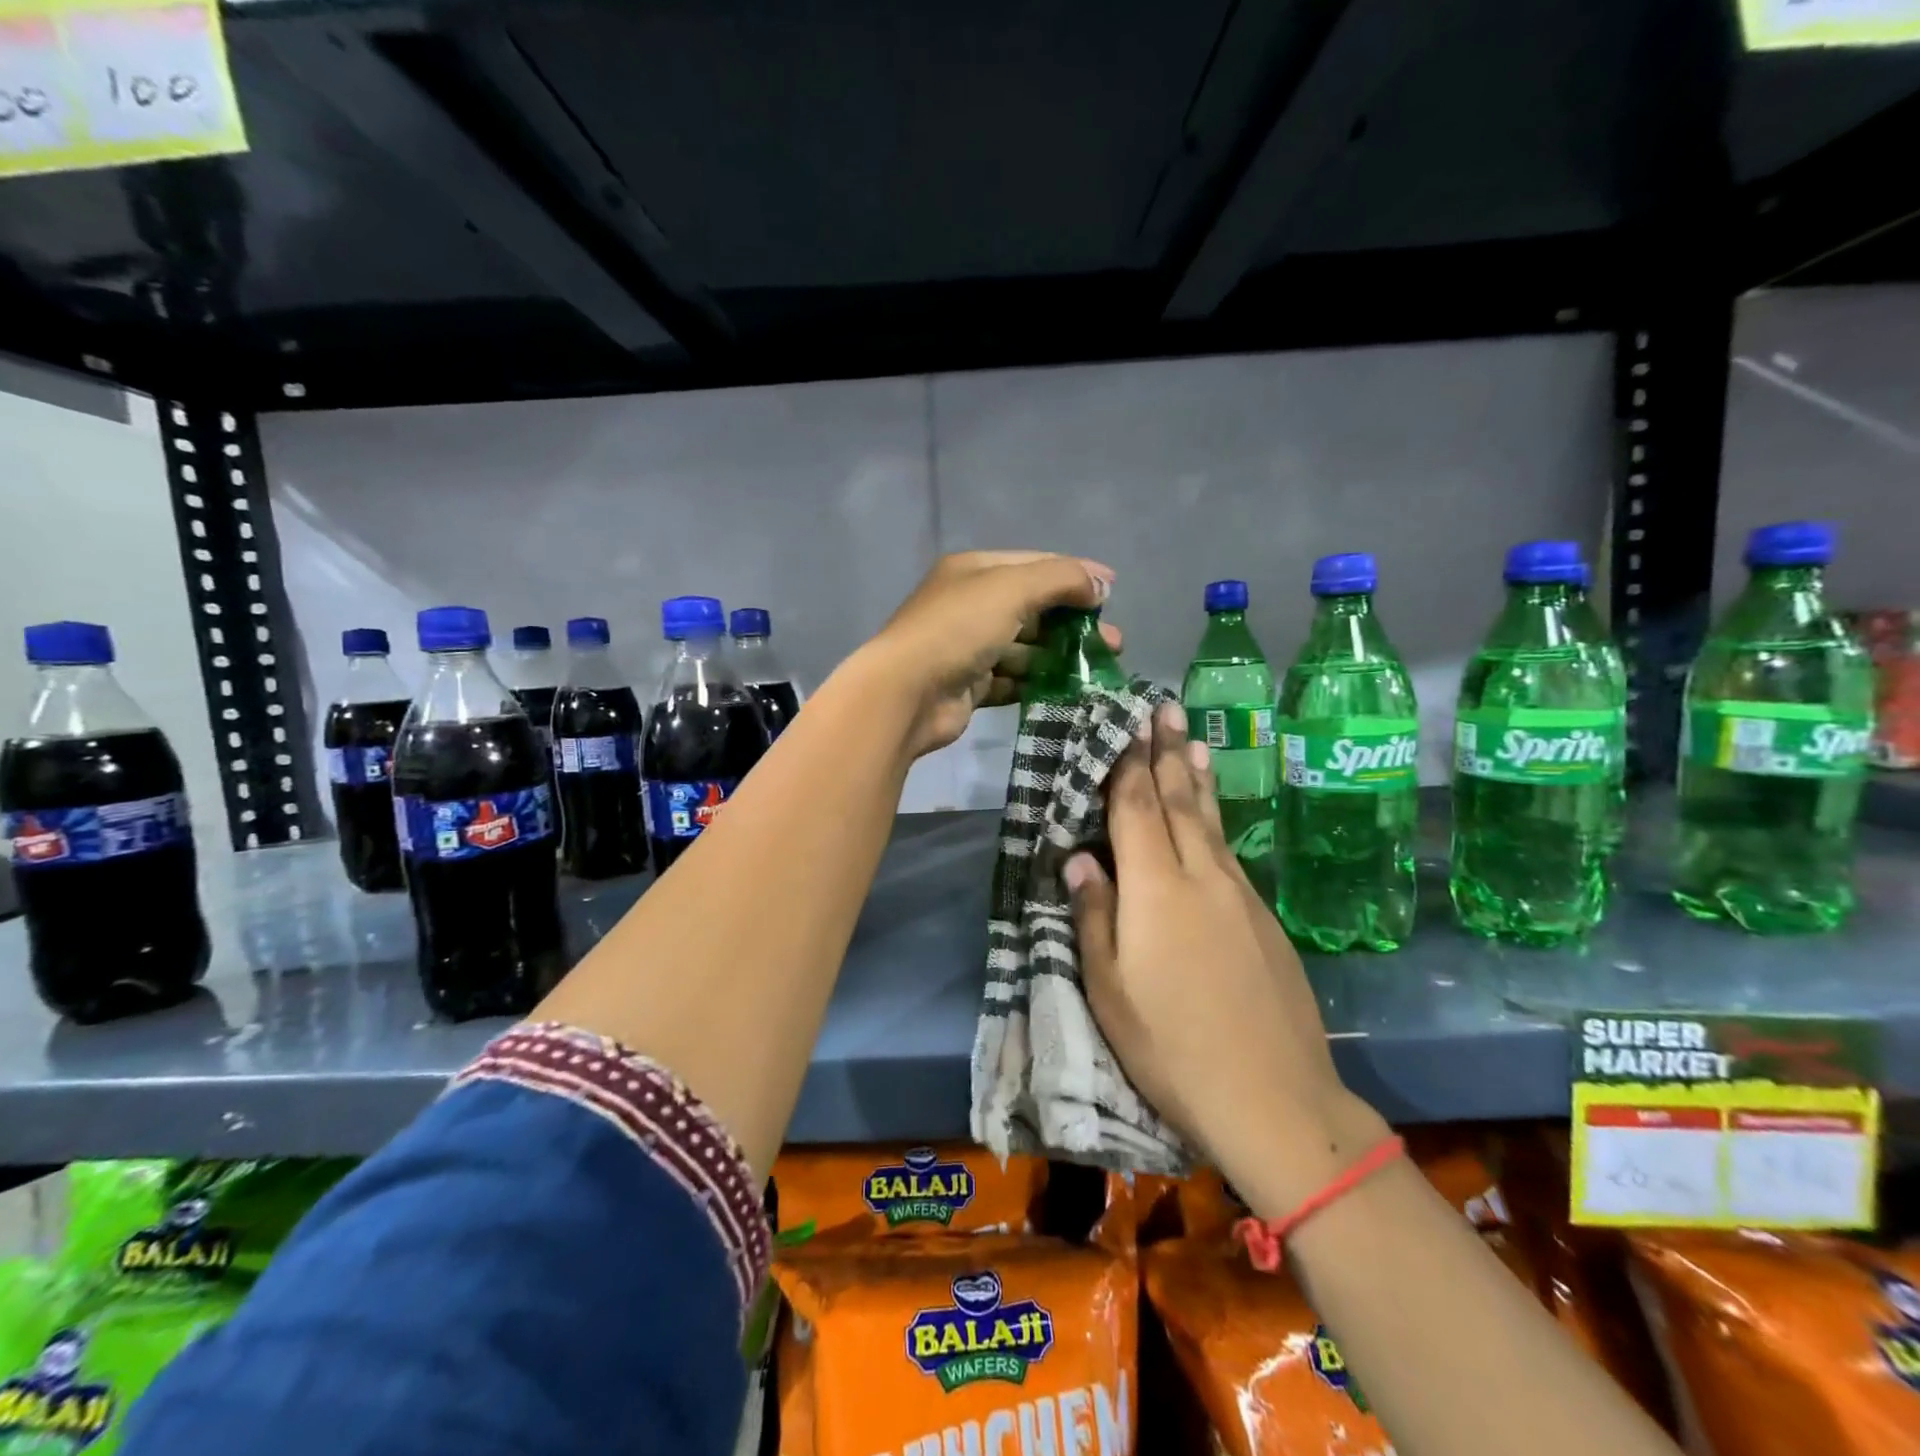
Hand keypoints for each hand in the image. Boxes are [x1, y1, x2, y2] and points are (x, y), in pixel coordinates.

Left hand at [857, 551, 1120, 758]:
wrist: (906, 693)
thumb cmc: (958, 629)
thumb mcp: (1011, 588)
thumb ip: (1060, 579)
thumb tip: (1100, 583)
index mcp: (974, 571)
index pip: (1034, 564)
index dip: (1075, 574)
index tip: (1112, 590)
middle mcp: (970, 605)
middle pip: (1033, 609)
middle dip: (1074, 622)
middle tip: (1113, 642)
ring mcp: (968, 647)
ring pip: (1025, 648)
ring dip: (1060, 656)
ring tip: (1098, 671)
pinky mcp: (970, 685)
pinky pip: (1012, 680)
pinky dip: (1038, 683)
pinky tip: (1068, 691)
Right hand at [1067, 702, 1382, 1210]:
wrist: (1274, 1096)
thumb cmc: (1172, 1046)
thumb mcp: (1111, 989)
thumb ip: (1094, 914)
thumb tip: (1080, 856)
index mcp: (1156, 888)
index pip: (1136, 808)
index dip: (1127, 763)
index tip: (1125, 722)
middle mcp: (1202, 875)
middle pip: (1179, 800)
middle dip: (1166, 752)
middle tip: (1162, 708)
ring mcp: (1239, 894)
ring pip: (1211, 821)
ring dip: (1196, 776)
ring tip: (1192, 740)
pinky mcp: (1263, 917)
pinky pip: (1230, 849)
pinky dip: (1217, 817)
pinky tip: (1213, 814)